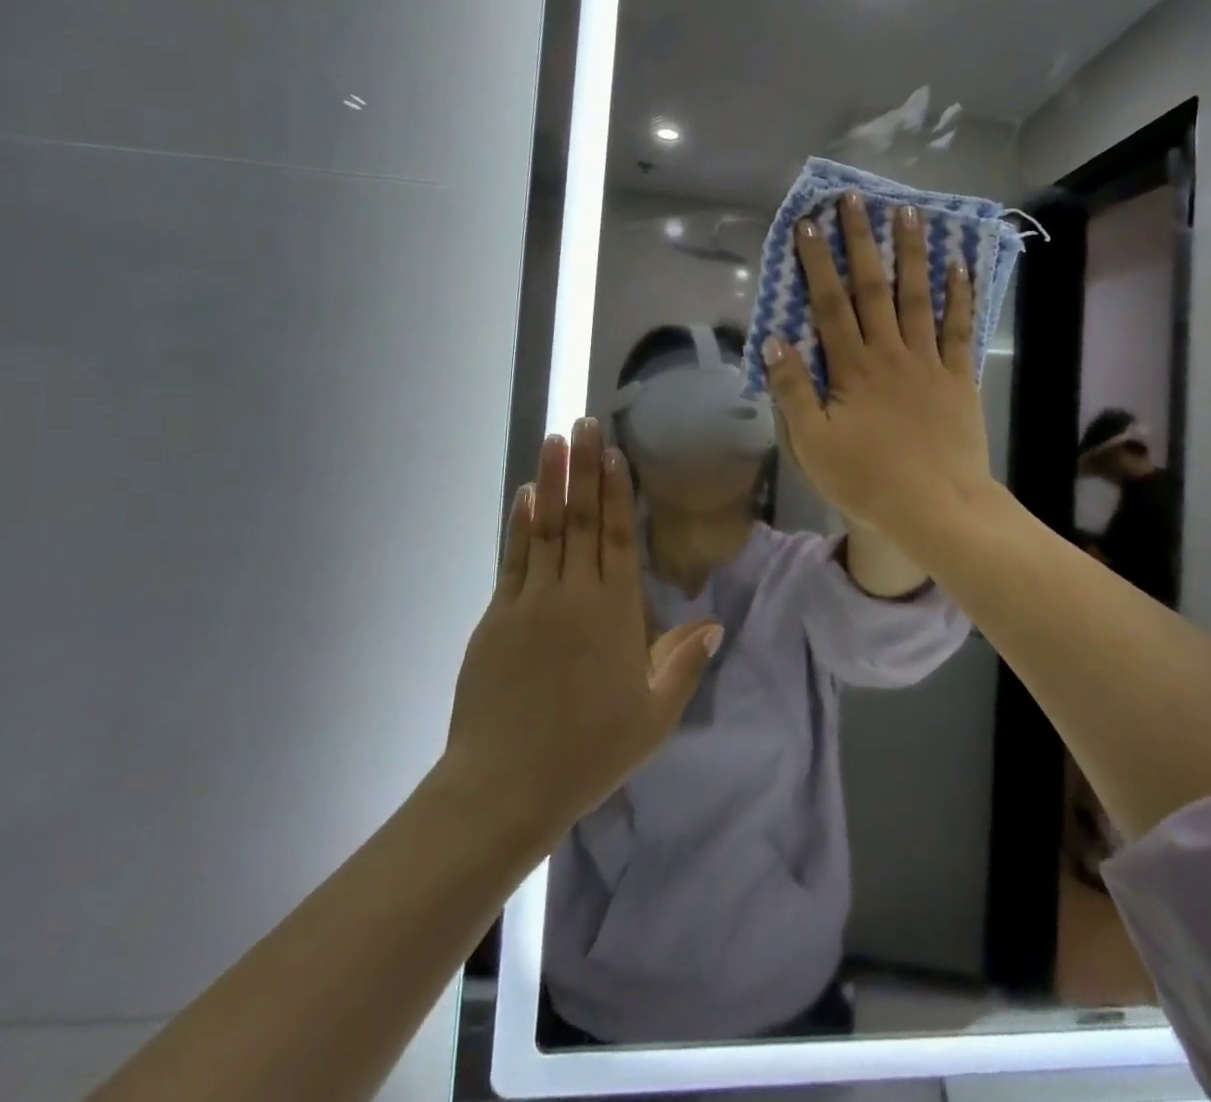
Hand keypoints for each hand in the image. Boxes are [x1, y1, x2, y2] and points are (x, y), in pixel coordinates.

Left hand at [440, 421, 720, 849]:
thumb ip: (684, 663)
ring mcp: (531, 602)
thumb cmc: (589, 751)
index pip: (619, 537)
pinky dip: (520, 524)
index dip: (617, 491)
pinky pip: (514, 559)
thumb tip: (713, 623)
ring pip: (546, 528)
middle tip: (582, 424)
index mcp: (615, 613)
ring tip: (554, 441)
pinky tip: (526, 497)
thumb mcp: (653, 715)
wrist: (504, 786)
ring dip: (552, 482)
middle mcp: (574, 594)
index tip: (613, 451)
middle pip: (582, 519)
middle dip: (583, 468)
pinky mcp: (497, 617)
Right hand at [763, 195, 994, 543]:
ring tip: (908, 213)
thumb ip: (793, 391)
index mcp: (852, 369)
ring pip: (918, 298)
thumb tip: (773, 341)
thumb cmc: (868, 481)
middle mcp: (890, 353)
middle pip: (873, 289)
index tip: (808, 225)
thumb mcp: (813, 444)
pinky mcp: (959, 378)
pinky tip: (959, 265)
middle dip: (861, 242)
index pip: (829, 305)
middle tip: (855, 199)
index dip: (816, 263)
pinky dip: (960, 296)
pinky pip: (959, 329)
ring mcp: (929, 362)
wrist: (937, 508)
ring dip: (911, 254)